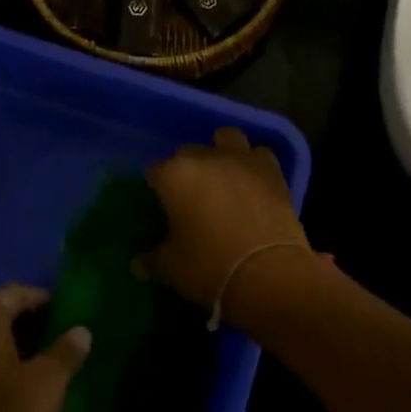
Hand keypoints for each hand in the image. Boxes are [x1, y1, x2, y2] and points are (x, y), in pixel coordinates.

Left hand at [0, 284, 90, 411]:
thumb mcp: (47, 383)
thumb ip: (65, 352)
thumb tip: (81, 330)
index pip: (9, 293)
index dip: (38, 296)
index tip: (66, 309)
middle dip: (32, 323)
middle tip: (65, 336)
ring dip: (22, 350)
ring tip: (54, 364)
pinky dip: (8, 374)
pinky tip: (30, 394)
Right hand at [142, 128, 323, 329]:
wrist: (268, 273)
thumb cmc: (208, 267)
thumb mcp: (170, 268)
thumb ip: (151, 259)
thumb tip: (138, 264)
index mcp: (174, 175)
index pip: (154, 171)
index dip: (155, 188)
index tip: (158, 206)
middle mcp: (206, 158)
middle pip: (188, 153)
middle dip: (186, 170)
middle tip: (189, 197)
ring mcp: (242, 160)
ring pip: (227, 139)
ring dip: (221, 151)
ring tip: (222, 177)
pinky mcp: (272, 171)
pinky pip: (259, 155)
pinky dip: (254, 165)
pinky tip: (252, 183)